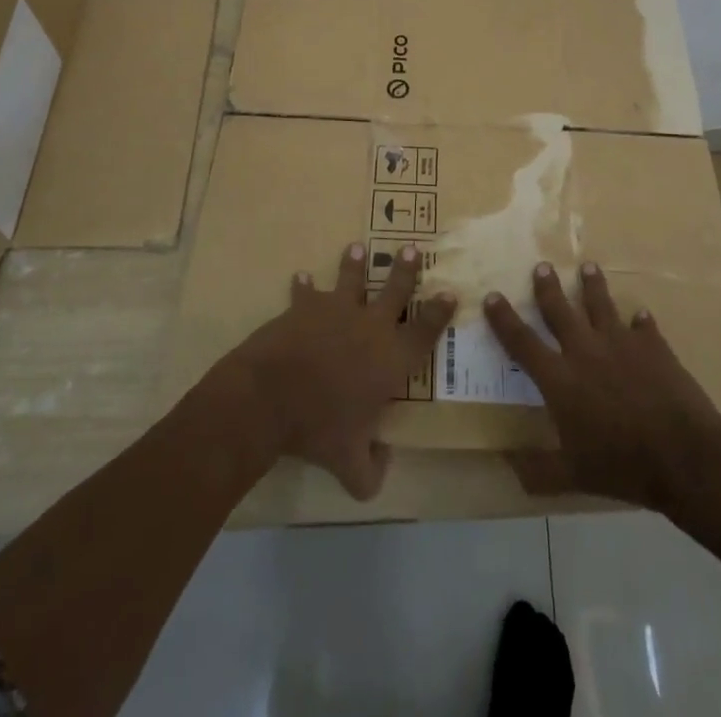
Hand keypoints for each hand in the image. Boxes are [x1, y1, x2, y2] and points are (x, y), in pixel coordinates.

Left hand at [230, 242, 454, 499]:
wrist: (270, 396)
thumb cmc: (318, 428)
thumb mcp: (349, 464)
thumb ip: (371, 472)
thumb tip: (382, 465)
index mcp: (391, 359)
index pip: (424, 332)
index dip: (439, 313)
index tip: (449, 293)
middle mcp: (369, 326)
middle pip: (395, 290)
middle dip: (405, 270)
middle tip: (411, 249)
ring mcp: (336, 311)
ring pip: (352, 279)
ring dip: (356, 264)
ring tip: (357, 247)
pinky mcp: (304, 307)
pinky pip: (306, 292)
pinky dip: (304, 286)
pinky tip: (301, 277)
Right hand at [484, 261, 720, 513]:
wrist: (682, 455)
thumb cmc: (622, 466)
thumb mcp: (573, 477)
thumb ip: (538, 471)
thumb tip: (506, 463)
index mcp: (560, 379)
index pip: (522, 342)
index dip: (504, 319)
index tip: (492, 296)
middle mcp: (585, 351)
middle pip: (560, 311)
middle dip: (548, 287)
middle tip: (541, 266)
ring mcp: (621, 344)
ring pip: (601, 305)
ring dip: (592, 285)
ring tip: (588, 266)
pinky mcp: (653, 346)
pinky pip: (643, 326)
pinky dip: (640, 321)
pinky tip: (640, 315)